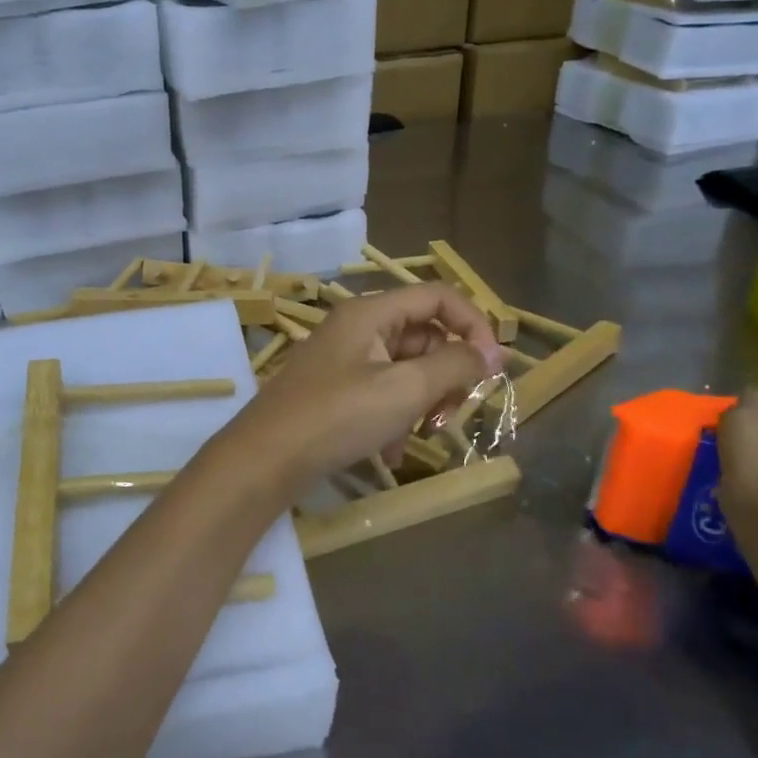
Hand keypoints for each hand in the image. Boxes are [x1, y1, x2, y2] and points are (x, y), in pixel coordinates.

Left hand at [226, 283, 504, 492]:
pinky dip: (395, 418)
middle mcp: (356, 328)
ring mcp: (343, 360)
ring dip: (423, 400)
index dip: (474, 326)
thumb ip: (454, 366)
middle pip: (423, 334)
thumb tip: (489, 354)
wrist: (264, 460)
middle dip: (447, 373)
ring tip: (422, 434)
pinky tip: (391, 452)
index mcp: (371, 313)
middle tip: (453, 413)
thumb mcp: (404, 389)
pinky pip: (381, 393)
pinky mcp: (335, 391)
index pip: (438, 297)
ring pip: (405, 368)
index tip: (493, 368)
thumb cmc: (337, 417)